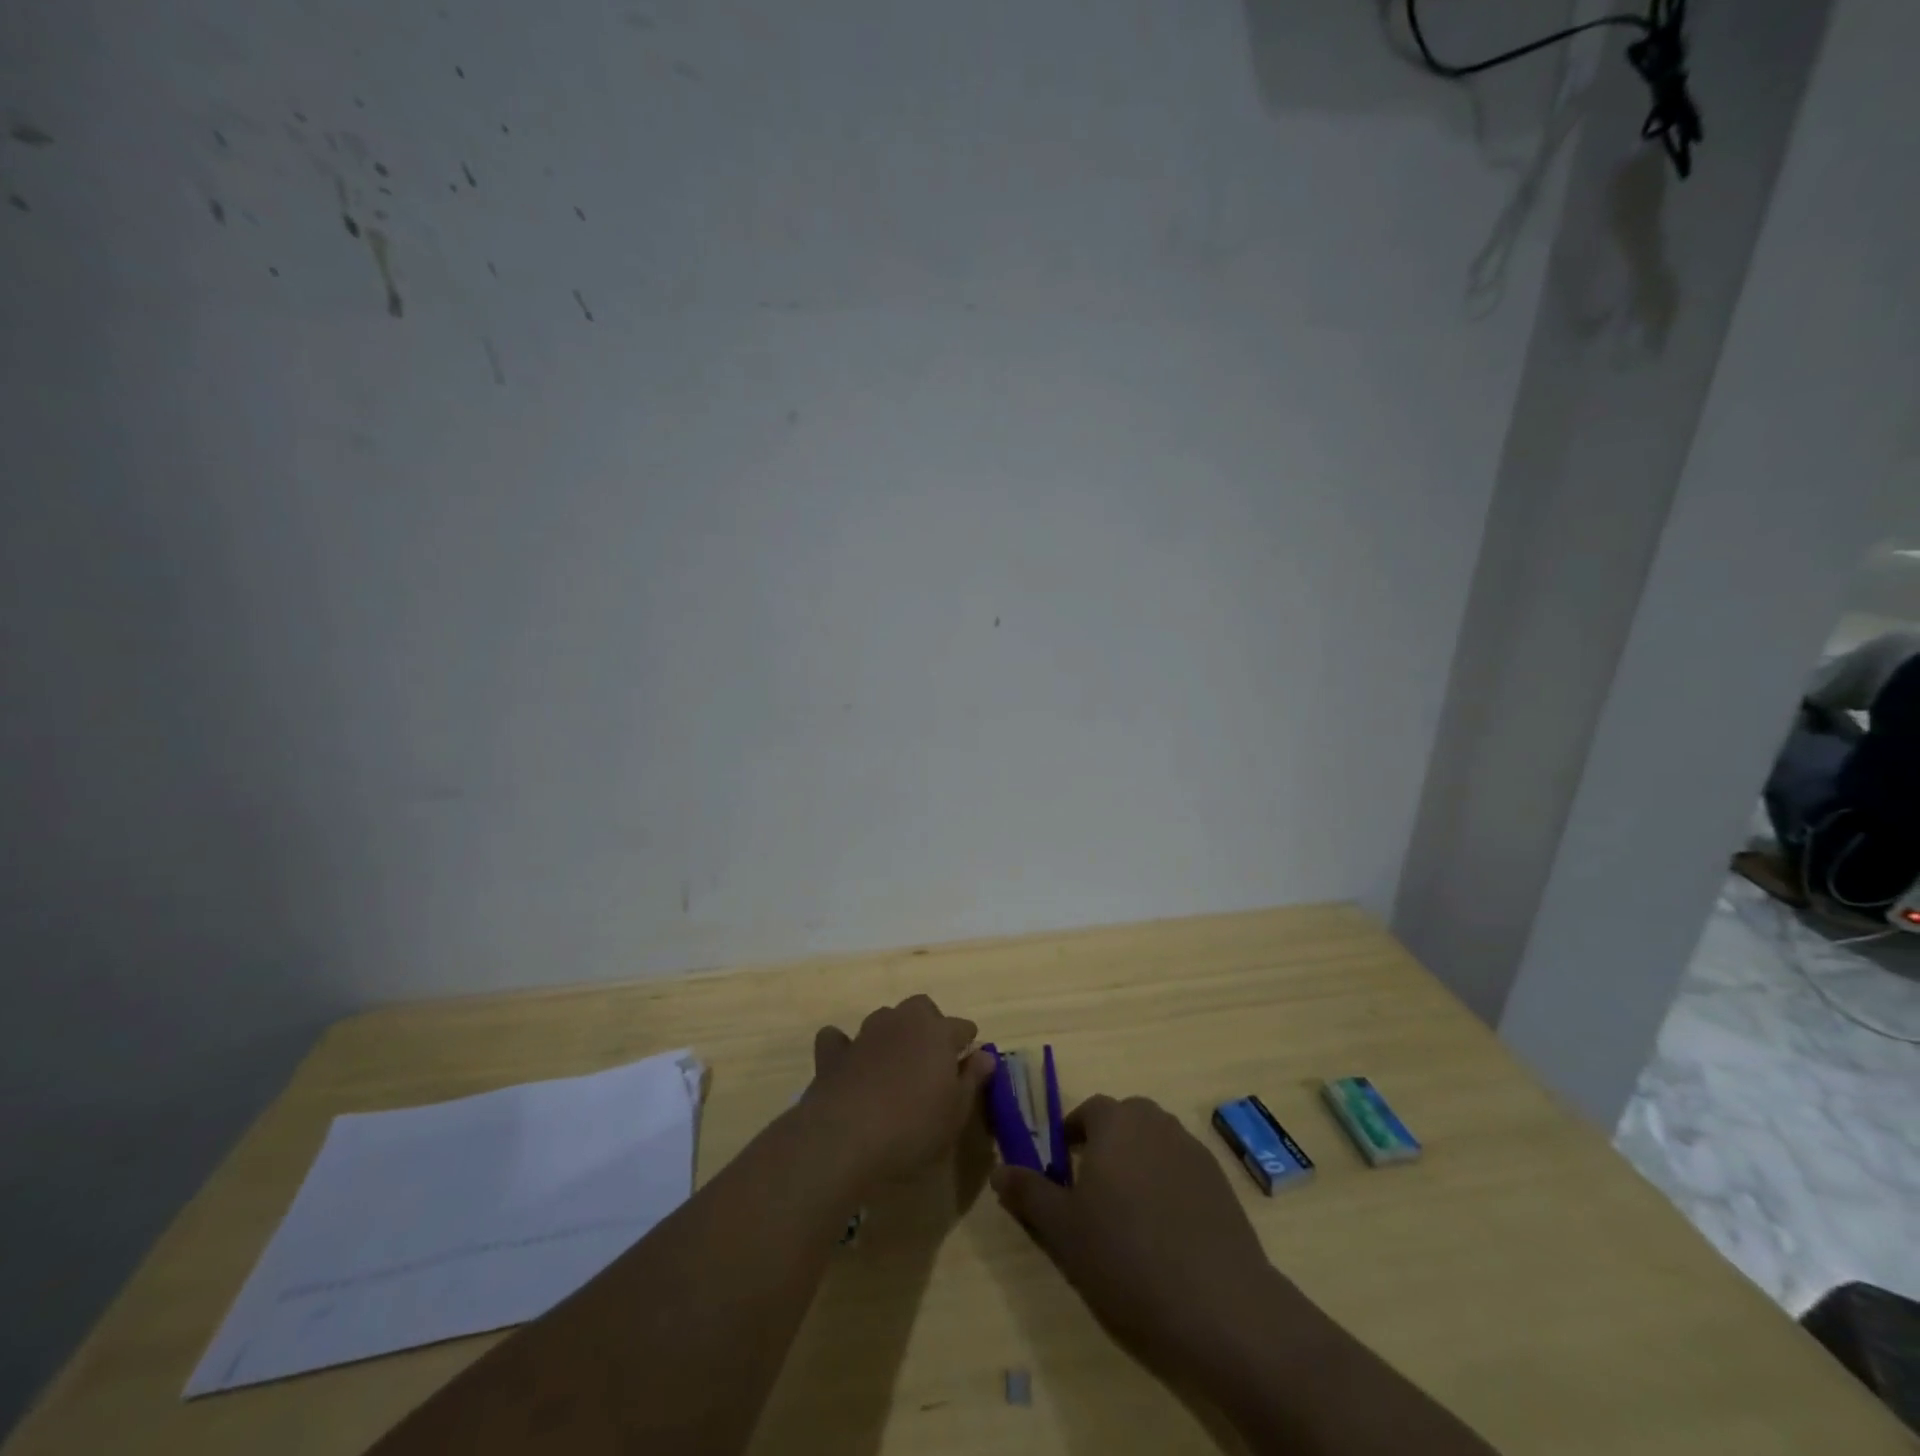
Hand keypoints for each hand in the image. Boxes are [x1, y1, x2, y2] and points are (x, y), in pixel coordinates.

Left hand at [805, 995, 994, 1186]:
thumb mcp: (956, 1112)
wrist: (846, 1138)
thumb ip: (972, 1079)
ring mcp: (865, 1034)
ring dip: (892, 1033)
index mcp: (937, 1032)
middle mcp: (902, 1022)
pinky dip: (845, 1047)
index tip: (970, 1059)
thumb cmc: (913, 1127)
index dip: (967, 1041)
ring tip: (895, 1063)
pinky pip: (838, 1039)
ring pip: (883, 1018)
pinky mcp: (833, 1053)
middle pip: (921, 1008)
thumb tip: (985, 1055)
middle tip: (932, 1056)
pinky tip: (848, 1065)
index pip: (961, 1026)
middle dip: (929, 1024)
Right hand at [991, 1095, 1285, 1375]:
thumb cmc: (1126, 1257)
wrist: (1220, 1306)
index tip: (1062, 1173)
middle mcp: (1156, 1122)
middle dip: (1105, 1148)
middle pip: (1123, 1122)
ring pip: (1154, 1146)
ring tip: (1128, 1218)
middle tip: (1092, 1196)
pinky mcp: (1221, 1183)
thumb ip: (1028, 1193)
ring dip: (1138, 1166)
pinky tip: (1166, 1235)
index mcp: (1116, 1121)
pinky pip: (1182, 1172)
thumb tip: (1000, 1170)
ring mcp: (1193, 1150)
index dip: (1071, 1137)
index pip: (1087, 1111)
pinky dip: (1168, 1189)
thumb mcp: (1063, 1230)